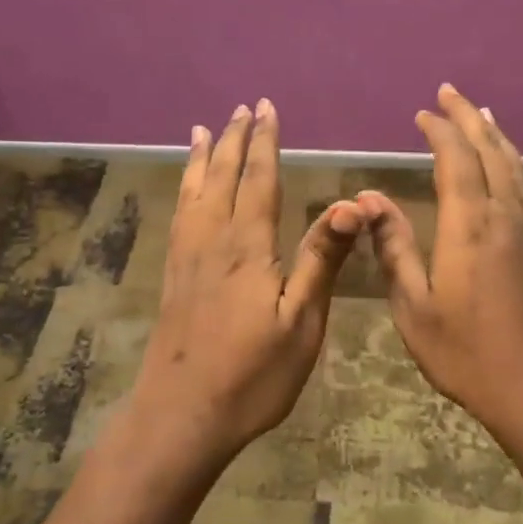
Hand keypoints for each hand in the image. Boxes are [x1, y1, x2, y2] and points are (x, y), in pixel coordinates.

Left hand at [131, 98, 363, 460]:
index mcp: (247, 247)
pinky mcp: (173, 277)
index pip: (258, 180)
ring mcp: (187, 258)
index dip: (264, 143)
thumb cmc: (252, 375)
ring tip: (202, 130)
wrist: (182, 415)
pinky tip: (185, 190)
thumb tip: (349, 202)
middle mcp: (212, 241)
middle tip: (241, 108)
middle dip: (233, 140)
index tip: (266, 108)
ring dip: (202, 158)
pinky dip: (183, 190)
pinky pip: (179, 216)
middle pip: (222, 178)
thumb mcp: (302, 322)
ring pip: (194, 193)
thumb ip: (320, 259)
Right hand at [359, 85, 522, 448]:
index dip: (440, 131)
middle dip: (470, 120)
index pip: (456, 160)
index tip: (423, 113)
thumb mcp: (414, 306)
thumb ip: (393, 247)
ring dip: (500, 141)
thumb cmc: (468, 354)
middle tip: (452, 94)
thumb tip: (368, 198)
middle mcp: (505, 218)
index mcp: (469, 226)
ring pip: (518, 173)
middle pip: (492, 154)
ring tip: (486, 119)